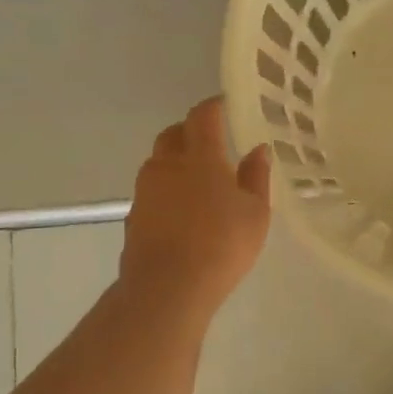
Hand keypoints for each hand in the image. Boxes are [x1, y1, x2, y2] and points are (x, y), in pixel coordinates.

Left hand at [121, 97, 270, 321]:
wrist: (168, 288)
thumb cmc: (222, 245)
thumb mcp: (255, 212)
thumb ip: (256, 177)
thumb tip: (258, 149)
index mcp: (200, 157)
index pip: (202, 117)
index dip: (214, 107)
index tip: (225, 105)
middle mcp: (166, 165)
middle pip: (174, 135)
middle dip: (191, 131)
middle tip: (212, 142)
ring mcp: (145, 191)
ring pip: (159, 162)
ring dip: (176, 161)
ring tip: (199, 180)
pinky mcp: (134, 216)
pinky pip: (152, 191)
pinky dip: (167, 190)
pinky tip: (183, 211)